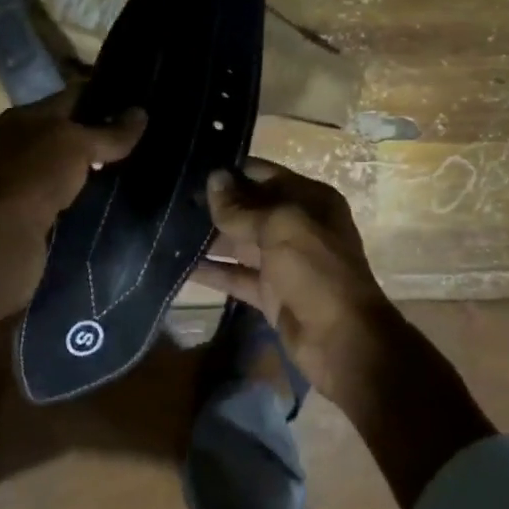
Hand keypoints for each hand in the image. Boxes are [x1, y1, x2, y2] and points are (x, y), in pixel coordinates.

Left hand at [0, 89, 144, 359]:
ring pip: (64, 165)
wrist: (1, 237)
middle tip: (139, 139)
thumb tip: (141, 113)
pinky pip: (62, 193)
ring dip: (90, 167)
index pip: (69, 97)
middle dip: (98, 134)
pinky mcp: (26, 211)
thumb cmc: (36, 175)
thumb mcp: (78, 145)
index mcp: (21, 117)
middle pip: (66, 132)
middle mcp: (16, 144)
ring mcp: (19, 179)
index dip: (102, 97)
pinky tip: (106, 196)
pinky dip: (81, 192)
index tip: (136, 103)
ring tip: (129, 167)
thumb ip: (111, 133)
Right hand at [194, 159, 496, 508]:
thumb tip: (214, 179)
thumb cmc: (317, 272)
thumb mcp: (281, 229)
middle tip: (168, 198)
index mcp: (310, 200)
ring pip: (239, 243)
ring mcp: (283, 261)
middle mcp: (297, 226)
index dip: (229, 171)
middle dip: (213, 204)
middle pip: (249, 208)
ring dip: (207, 237)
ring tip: (165, 227)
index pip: (263, 174)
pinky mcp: (270, 293)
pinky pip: (236, 276)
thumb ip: (243, 207)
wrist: (343, 342)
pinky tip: (178, 264)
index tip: (189, 166)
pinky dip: (211, 272)